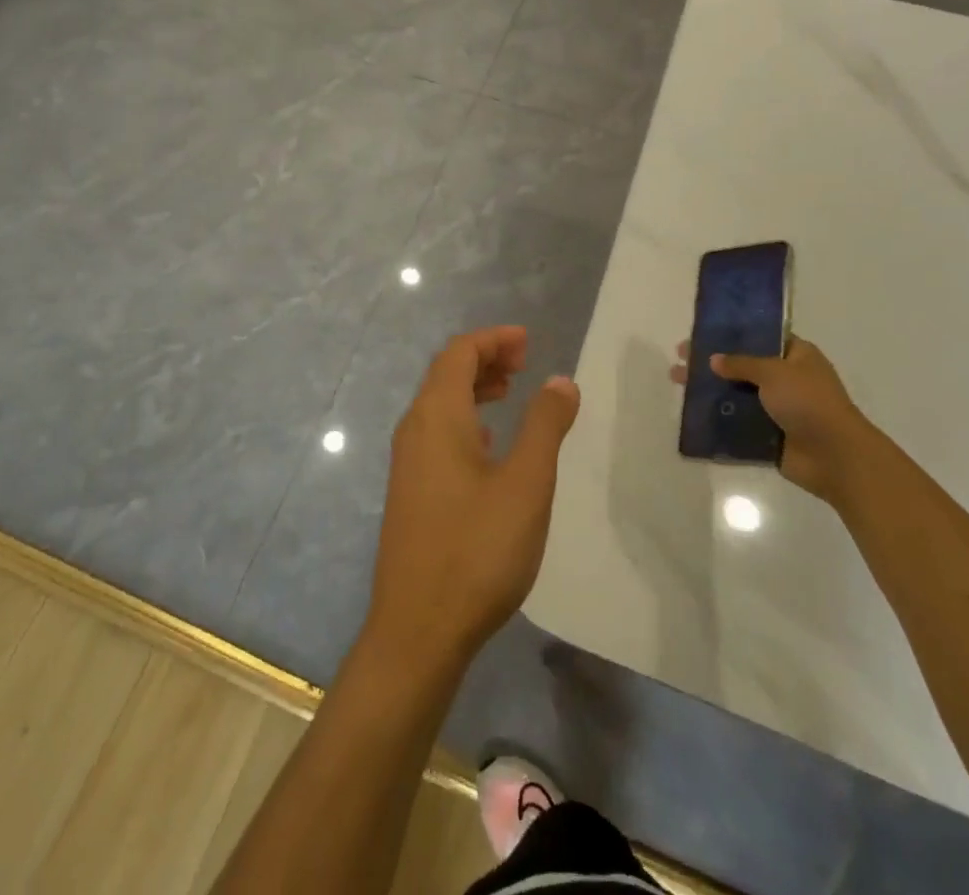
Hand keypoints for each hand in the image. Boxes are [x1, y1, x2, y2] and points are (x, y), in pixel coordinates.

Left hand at [364, 327, 580, 671]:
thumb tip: (560, 380)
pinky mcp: (409, 491)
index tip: (528, 342)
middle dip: (484, 358)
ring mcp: (407, 462)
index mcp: (436, 416)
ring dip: (474, 388)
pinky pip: (436, 432)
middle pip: (445, 373)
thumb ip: (545, 426)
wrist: (418, 630)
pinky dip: (465, 419)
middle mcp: (414, 429)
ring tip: (511, 392)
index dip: (493, 339)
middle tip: (524, 363)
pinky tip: (489, 444)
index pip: (459, 353)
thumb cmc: (476, 549)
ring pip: (439, 404)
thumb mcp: (526, 484)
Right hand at [670, 336, 872, 502]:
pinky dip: (718, 419)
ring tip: (677, 383)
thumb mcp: (774, 372)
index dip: (732, 334)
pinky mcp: (769, 435)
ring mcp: (778, 408)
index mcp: (796, 356)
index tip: (702, 332)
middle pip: (743, 366)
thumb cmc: (809, 402)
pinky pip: (738, 423)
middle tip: (681, 358)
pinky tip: (691, 412)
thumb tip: (713, 360)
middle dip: (712, 362)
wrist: (835, 457)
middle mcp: (787, 379)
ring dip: (710, 390)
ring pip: (737, 394)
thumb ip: (741, 364)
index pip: (760, 338)